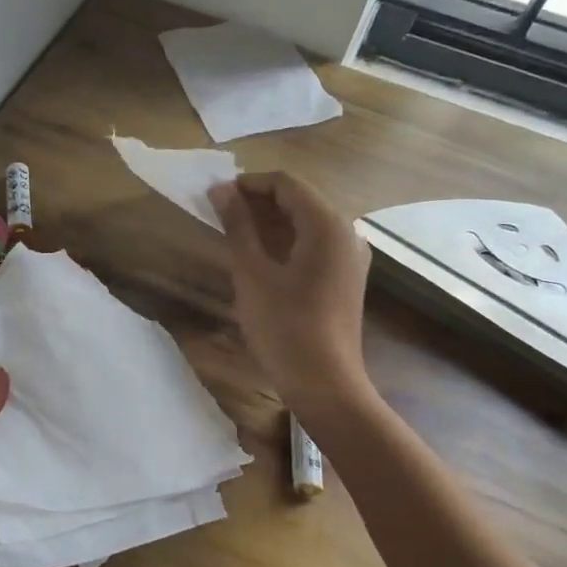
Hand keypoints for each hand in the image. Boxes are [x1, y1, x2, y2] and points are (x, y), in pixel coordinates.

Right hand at [210, 173, 371, 419]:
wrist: (324, 383)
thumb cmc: (284, 326)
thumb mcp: (252, 273)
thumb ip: (238, 226)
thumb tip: (220, 190)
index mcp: (327, 225)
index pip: (286, 183)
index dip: (249, 183)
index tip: (216, 195)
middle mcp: (346, 232)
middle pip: (300, 199)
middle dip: (259, 201)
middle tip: (220, 212)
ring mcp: (350, 256)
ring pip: (307, 222)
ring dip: (271, 221)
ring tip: (233, 231)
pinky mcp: (346, 277)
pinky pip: (314, 244)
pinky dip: (286, 241)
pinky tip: (259, 255)